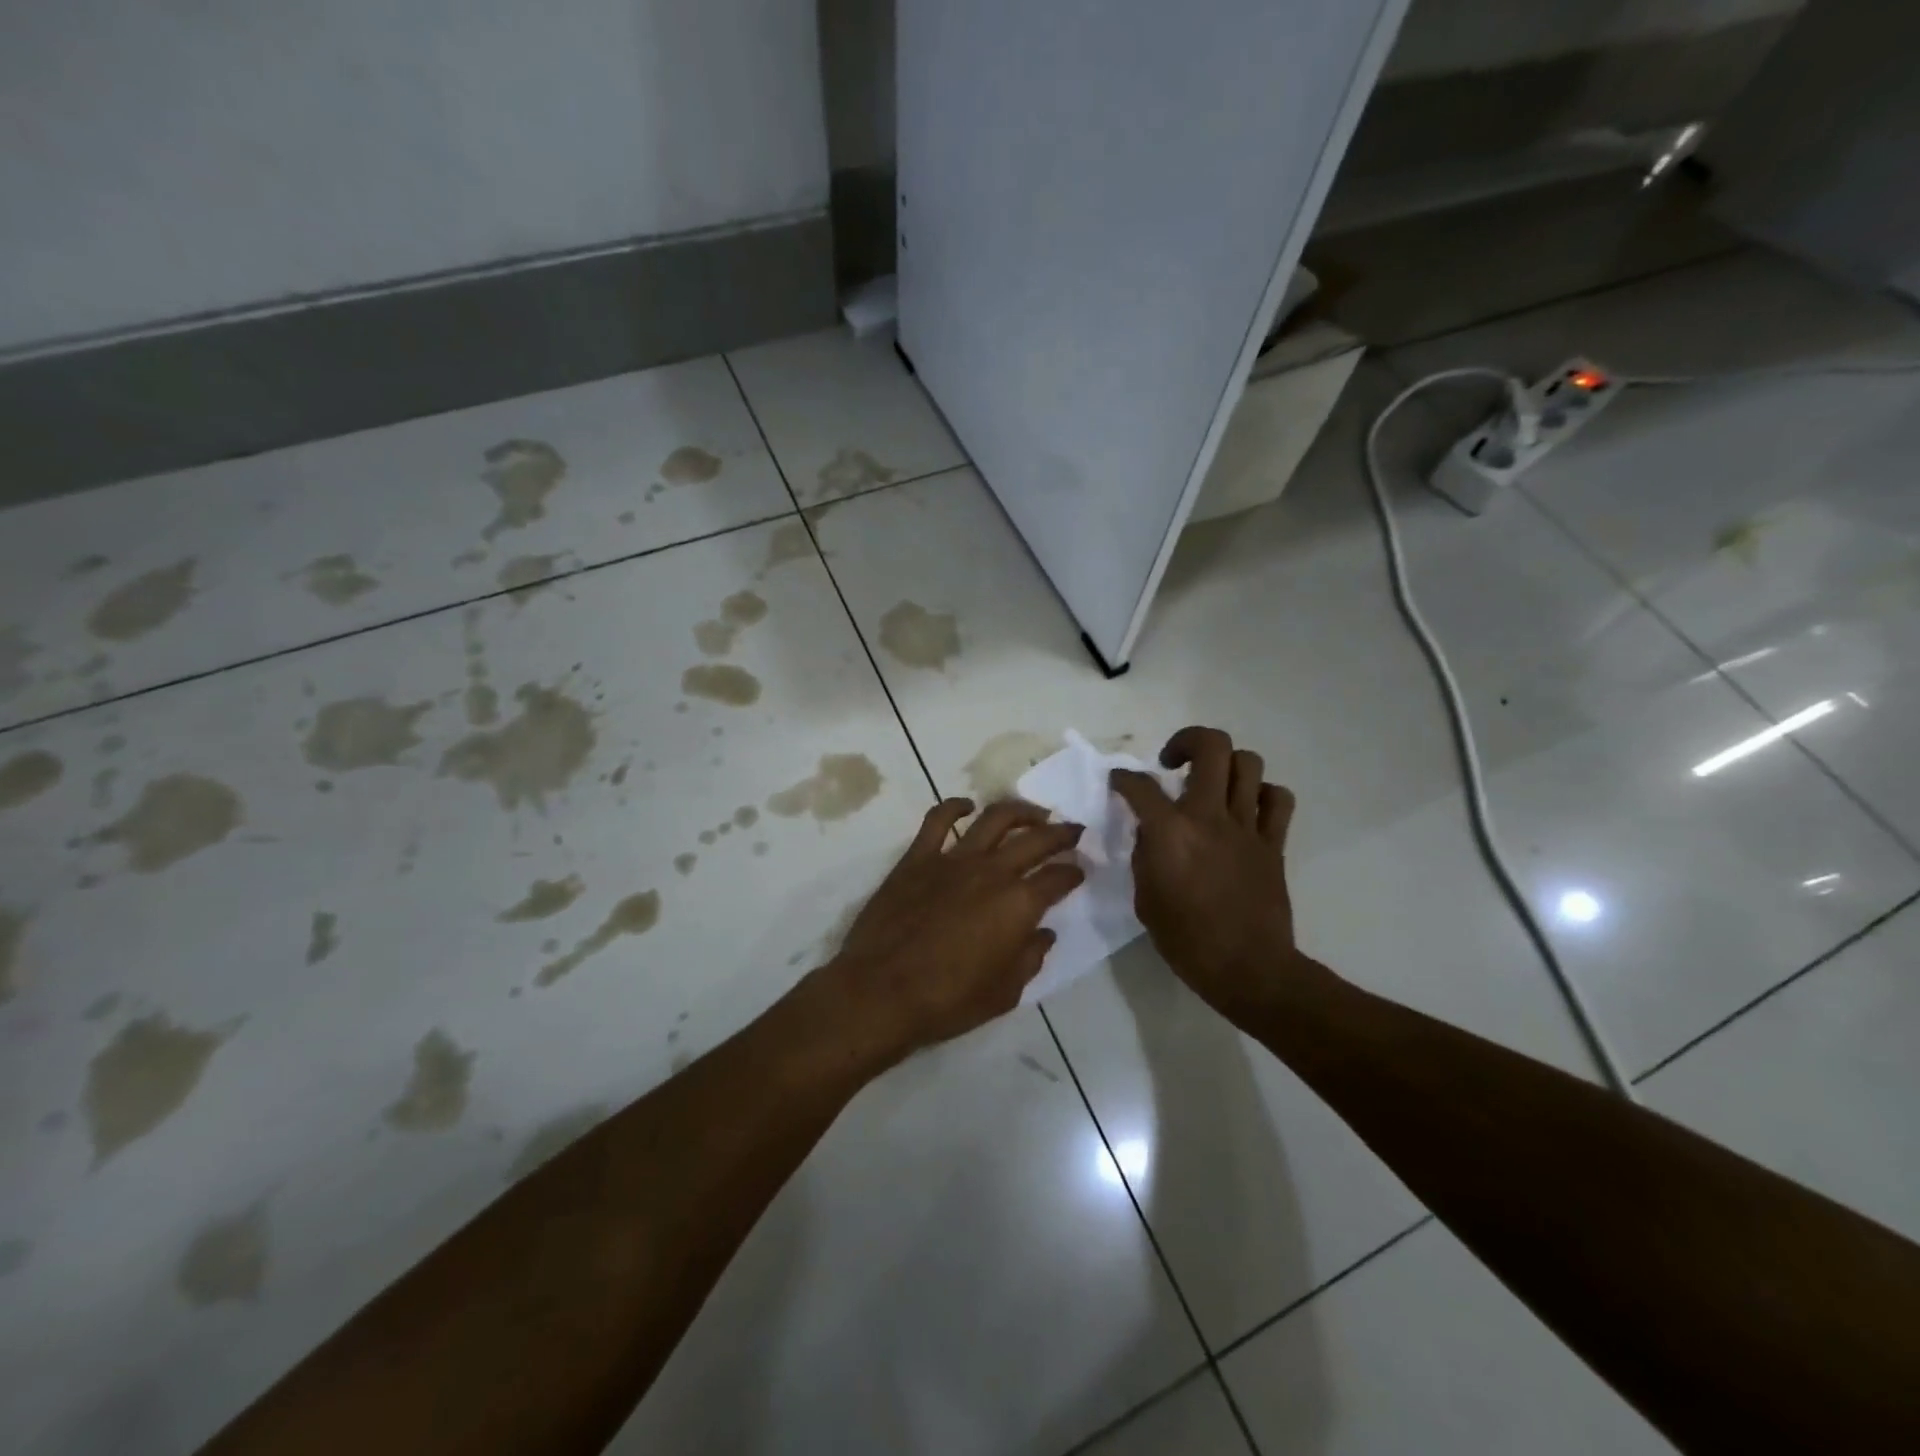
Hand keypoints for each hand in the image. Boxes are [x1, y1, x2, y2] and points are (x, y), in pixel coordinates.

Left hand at [809, 798, 1084, 1069]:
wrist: (882, 991)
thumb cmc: (948, 1000)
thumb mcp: (1005, 993)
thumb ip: (1030, 958)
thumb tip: (1043, 934)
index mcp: (1019, 905)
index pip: (1058, 879)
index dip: (1073, 873)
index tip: (1079, 871)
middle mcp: (992, 872)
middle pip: (1035, 839)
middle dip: (1060, 833)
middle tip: (1072, 830)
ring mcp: (953, 859)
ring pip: (994, 818)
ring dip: (1020, 811)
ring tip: (1033, 813)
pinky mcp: (917, 858)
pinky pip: (937, 820)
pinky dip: (954, 806)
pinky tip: (966, 806)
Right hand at [1110, 726, 1307, 1024]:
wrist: (1247, 969)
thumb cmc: (1186, 940)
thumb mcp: (1145, 898)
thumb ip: (1144, 855)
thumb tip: (1150, 831)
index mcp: (1170, 832)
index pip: (1139, 785)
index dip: (1122, 777)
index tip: (1119, 781)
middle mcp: (1209, 816)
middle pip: (1211, 746)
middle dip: (1187, 741)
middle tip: (1173, 762)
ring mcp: (1247, 826)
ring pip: (1248, 763)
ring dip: (1225, 765)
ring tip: (1211, 784)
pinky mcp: (1273, 842)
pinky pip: (1277, 799)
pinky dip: (1262, 794)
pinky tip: (1246, 808)